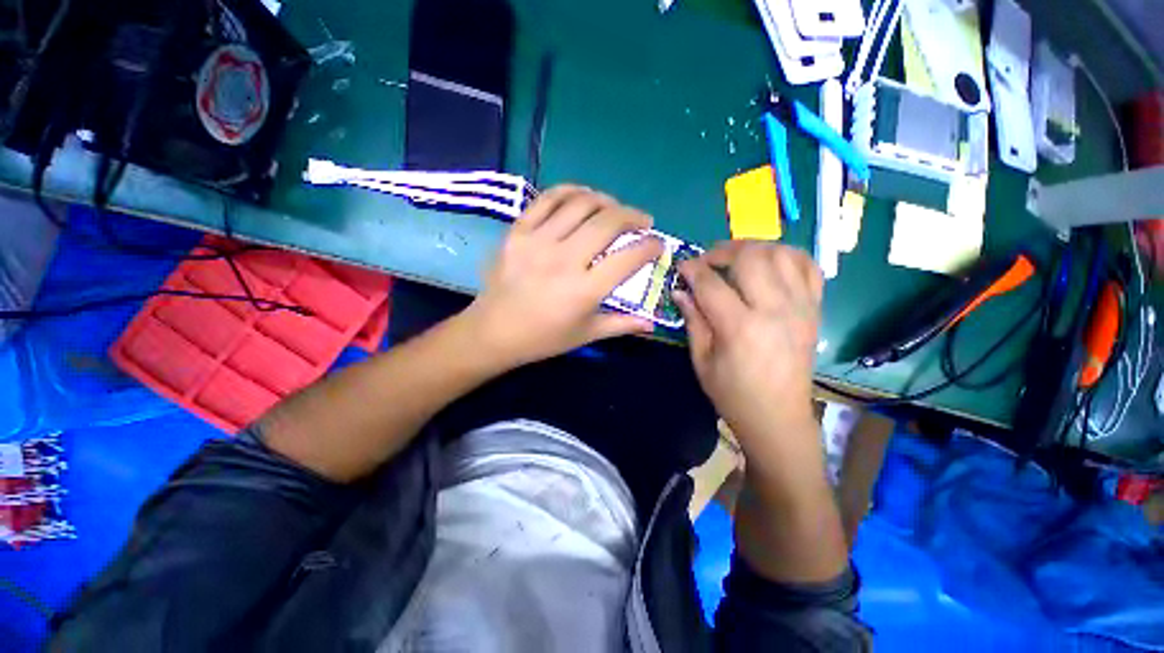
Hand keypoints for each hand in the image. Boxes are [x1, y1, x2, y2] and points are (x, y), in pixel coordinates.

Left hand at [462, 186, 663, 368]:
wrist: (493, 332)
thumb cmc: (543, 338)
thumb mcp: (585, 335)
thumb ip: (621, 325)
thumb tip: (652, 322)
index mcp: (584, 291)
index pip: (628, 258)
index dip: (650, 246)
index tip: (658, 244)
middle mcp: (564, 260)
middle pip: (607, 223)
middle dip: (633, 217)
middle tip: (642, 221)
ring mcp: (538, 242)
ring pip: (580, 204)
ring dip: (606, 200)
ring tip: (615, 208)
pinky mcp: (518, 232)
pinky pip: (547, 199)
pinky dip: (570, 191)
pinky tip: (582, 197)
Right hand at [675, 241, 822, 459]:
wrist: (779, 417)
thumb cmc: (732, 394)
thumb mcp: (701, 360)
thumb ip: (693, 320)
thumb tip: (680, 291)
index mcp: (740, 327)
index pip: (711, 284)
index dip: (692, 270)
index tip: (681, 266)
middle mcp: (775, 310)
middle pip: (751, 257)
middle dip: (723, 251)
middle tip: (707, 261)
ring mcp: (801, 307)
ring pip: (782, 254)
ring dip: (754, 248)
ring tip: (736, 258)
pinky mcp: (814, 310)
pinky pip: (808, 267)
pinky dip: (787, 256)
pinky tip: (770, 263)